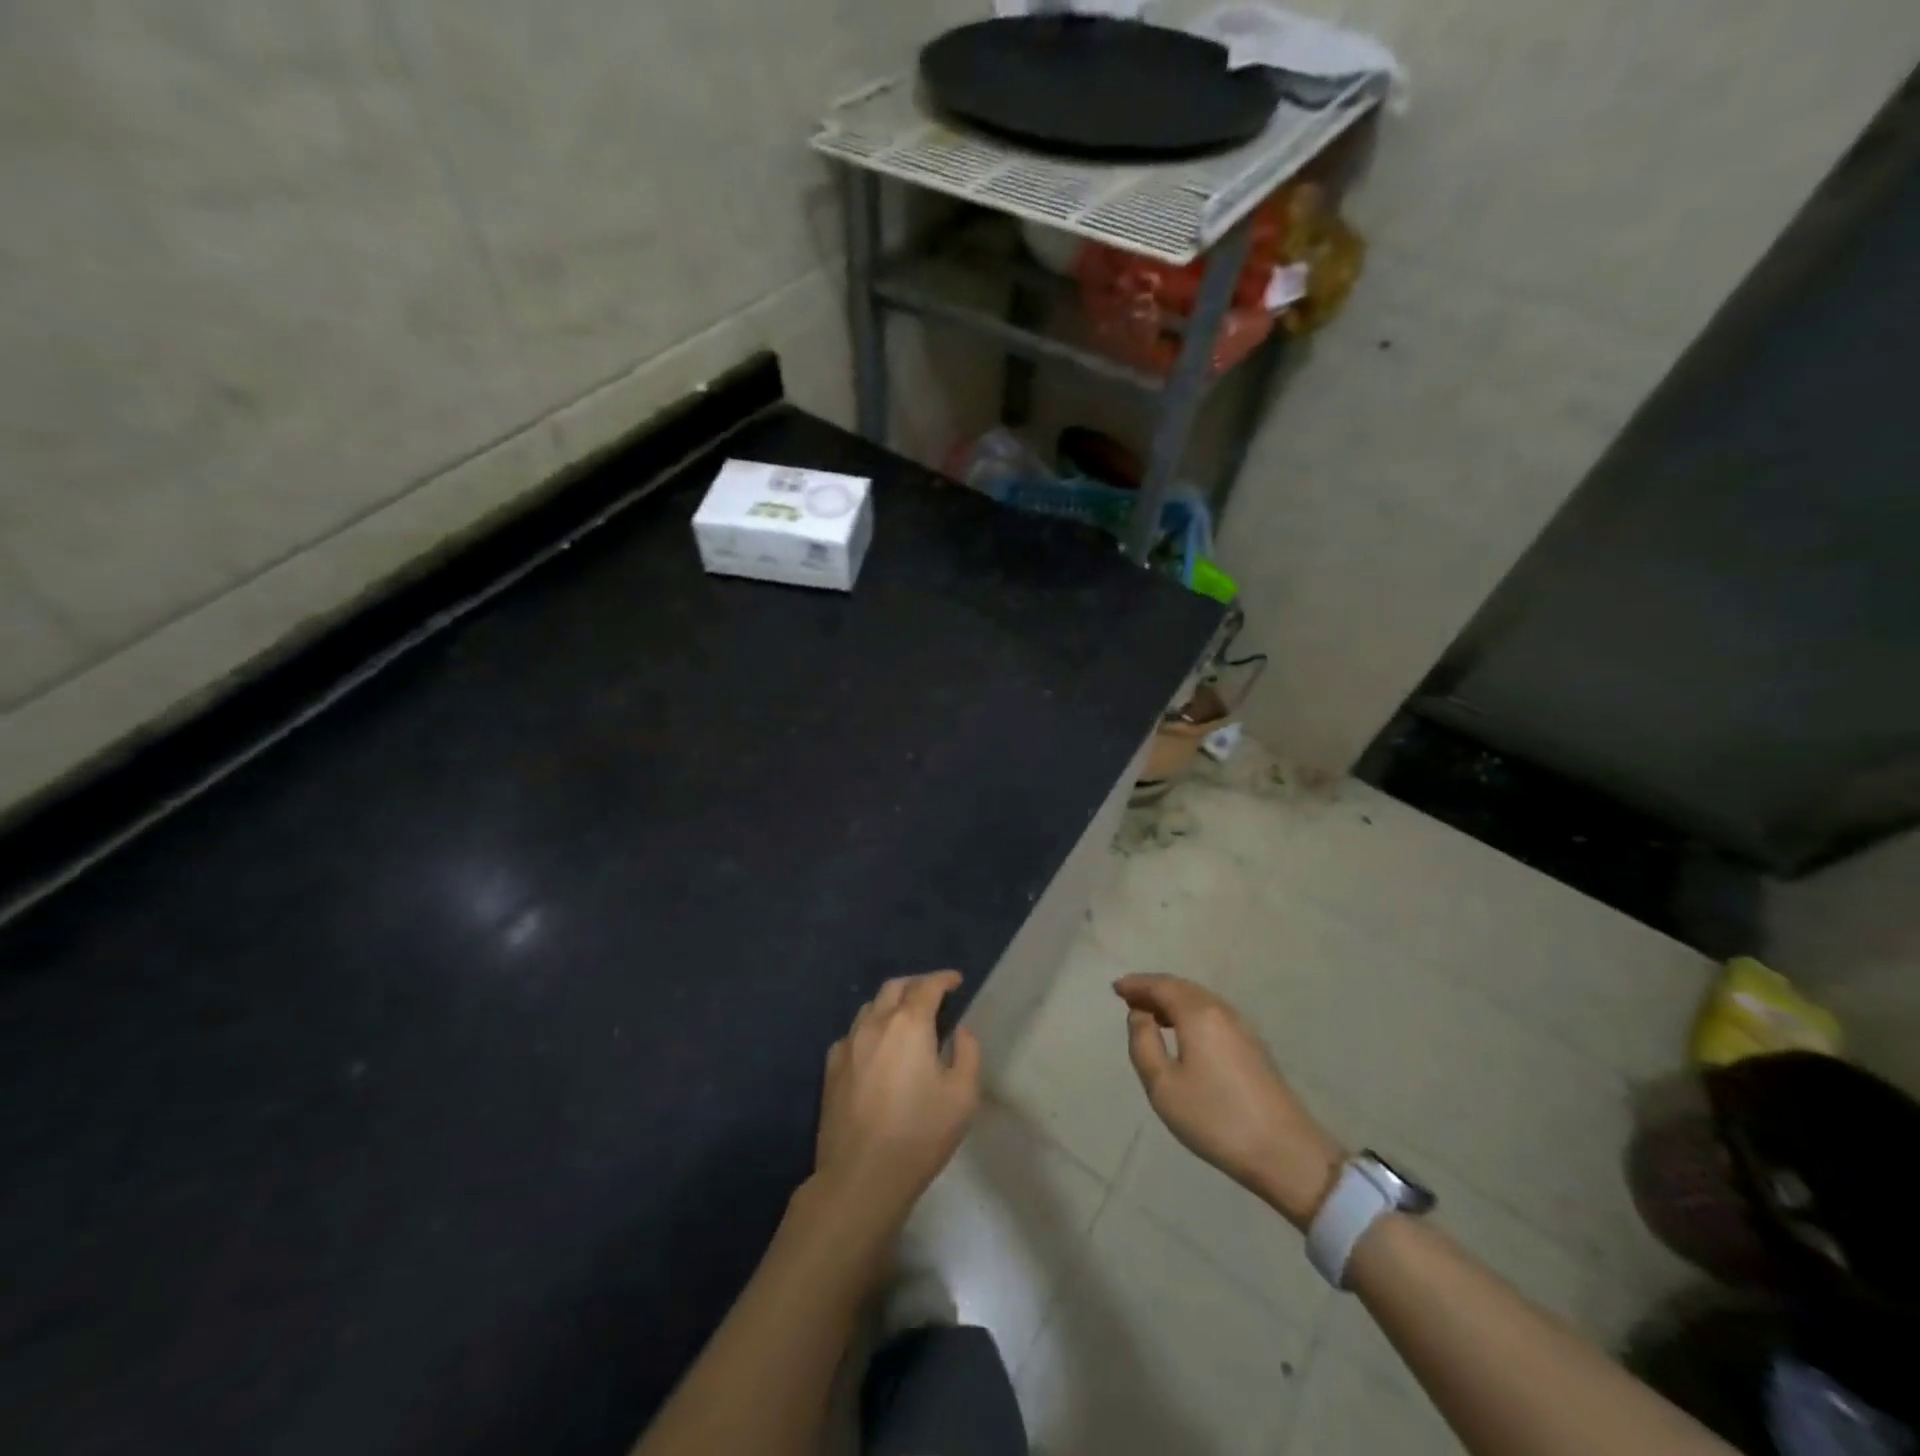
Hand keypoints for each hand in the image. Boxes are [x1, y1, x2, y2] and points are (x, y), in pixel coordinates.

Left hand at [814, 971, 980, 1232]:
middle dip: (917, 984)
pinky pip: (853, 1034)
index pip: (928, 986)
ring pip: (870, 1007)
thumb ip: (967, 1053)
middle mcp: (876, 1023)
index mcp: (910, 1024)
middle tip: (933, 995)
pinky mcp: (831, 1067)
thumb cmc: (919, 1134)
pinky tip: (877, 1048)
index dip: (944, 979)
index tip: (956, 981)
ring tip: (906, 1019)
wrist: (861, 1176)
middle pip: (895, 987)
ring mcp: (849, 1044)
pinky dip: (870, 1029)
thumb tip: (960, 1030)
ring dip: (891, 1004)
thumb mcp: (962, 1096)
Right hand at [1116, 973, 1344, 1229]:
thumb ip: (1143, 1043)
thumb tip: (1139, 1015)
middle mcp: (1221, 1010)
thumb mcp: (1163, 1085)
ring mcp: (1241, 1027)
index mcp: (1198, 1013)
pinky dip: (1190, 1012)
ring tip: (1150, 1013)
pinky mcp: (1252, 1046)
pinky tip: (1182, 1032)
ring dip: (1172, 1000)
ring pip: (1199, 1000)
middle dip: (1154, 989)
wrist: (1285, 1152)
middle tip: (1129, 997)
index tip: (1115, 988)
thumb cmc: (1215, 1117)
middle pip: (1182, 987)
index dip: (1136, 984)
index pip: (1161, 985)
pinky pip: (1212, 1013)